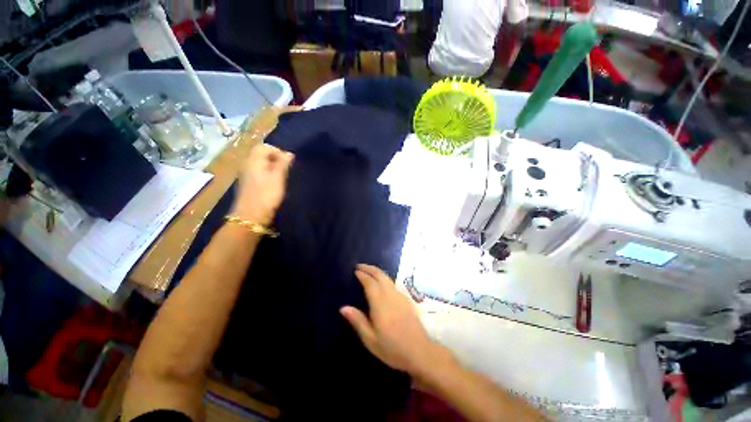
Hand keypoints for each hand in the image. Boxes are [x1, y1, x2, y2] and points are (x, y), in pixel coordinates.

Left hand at [232, 144, 293, 225]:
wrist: (251, 216)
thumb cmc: (266, 195)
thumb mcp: (278, 178)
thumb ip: (283, 164)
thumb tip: (289, 153)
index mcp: (253, 160)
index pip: (265, 147)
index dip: (278, 151)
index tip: (288, 163)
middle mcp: (247, 164)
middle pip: (262, 155)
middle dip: (276, 159)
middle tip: (287, 170)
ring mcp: (246, 174)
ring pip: (261, 164)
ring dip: (273, 168)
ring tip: (283, 177)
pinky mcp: (249, 183)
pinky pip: (259, 172)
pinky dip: (268, 174)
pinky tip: (275, 184)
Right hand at [341, 264, 451, 379]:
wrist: (419, 351)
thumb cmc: (392, 348)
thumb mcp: (370, 339)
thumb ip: (357, 321)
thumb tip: (343, 307)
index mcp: (380, 303)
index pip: (370, 283)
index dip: (362, 275)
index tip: (355, 270)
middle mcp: (390, 295)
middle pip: (380, 275)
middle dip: (370, 268)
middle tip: (360, 266)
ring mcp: (400, 295)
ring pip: (387, 277)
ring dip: (377, 272)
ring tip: (369, 272)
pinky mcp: (407, 299)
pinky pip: (393, 283)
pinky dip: (385, 278)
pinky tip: (382, 283)